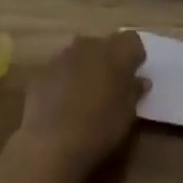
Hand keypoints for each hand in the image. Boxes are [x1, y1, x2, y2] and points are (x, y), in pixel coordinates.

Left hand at [13, 31, 147, 177]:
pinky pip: (61, 68)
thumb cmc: (99, 128)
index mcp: (114, 53)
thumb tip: (140, 80)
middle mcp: (88, 46)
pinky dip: (66, 78)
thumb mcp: (127, 115)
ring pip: (80, 53)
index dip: (134, 55)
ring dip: (86, 66)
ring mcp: (62, 56)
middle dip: (109, 59)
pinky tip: (65, 101)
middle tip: (112, 83)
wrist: (52, 142)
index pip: (132, 40)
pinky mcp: (42, 70)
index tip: (134, 73)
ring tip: (87, 93)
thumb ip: (134, 92)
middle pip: (104, 43)